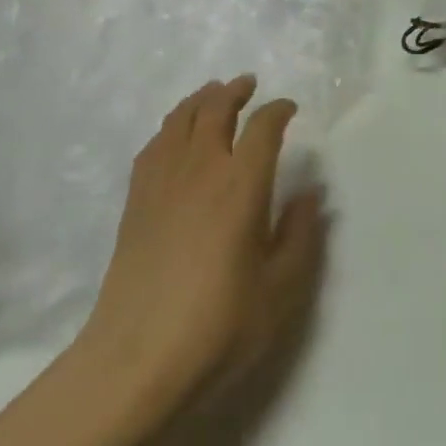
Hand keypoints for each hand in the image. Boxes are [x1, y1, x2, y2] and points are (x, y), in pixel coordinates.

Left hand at [77, 76, 325, 417]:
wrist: (135, 362)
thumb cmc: (218, 328)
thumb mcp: (280, 291)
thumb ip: (300, 236)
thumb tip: (310, 193)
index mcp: (241, 185)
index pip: (263, 128)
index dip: (278, 111)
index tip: (289, 108)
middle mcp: (201, 169)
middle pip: (215, 109)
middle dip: (235, 91)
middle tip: (248, 84)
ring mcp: (162, 182)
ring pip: (180, 119)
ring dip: (201, 99)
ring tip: (213, 94)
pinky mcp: (135, 202)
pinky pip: (154, 145)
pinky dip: (170, 127)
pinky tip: (174, 136)